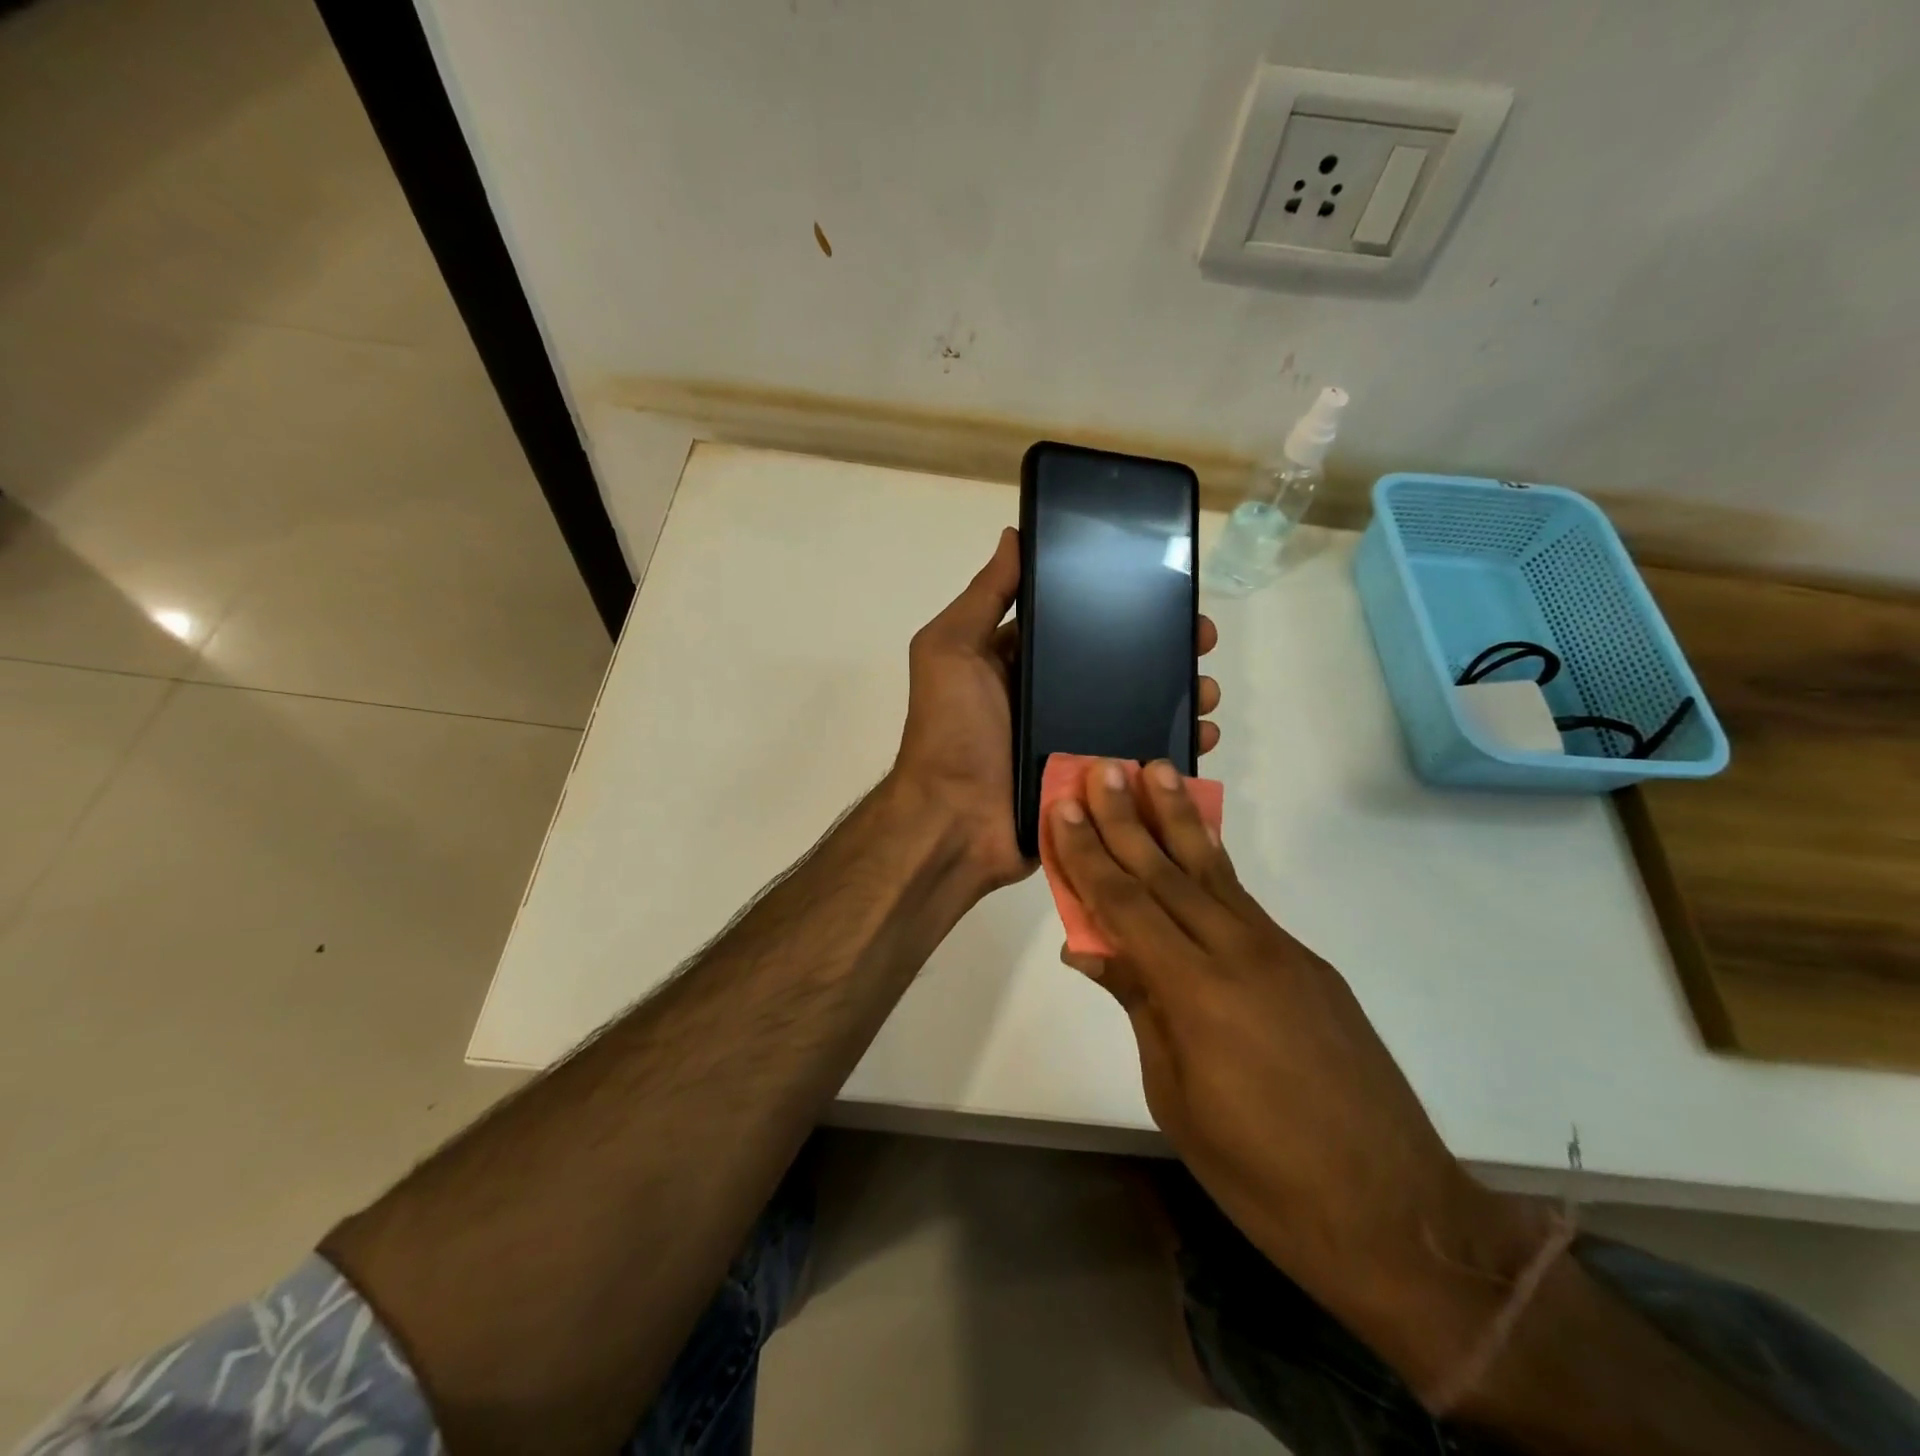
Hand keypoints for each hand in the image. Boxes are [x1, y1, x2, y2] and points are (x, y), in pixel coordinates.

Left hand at [891, 529, 1220, 894]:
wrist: (956, 823)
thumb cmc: (952, 731)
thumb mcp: (952, 650)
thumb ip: (984, 597)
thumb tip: (1014, 536)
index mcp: (1020, 663)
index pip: (1078, 624)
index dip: (1119, 606)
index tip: (1164, 592)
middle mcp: (1050, 698)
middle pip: (1118, 666)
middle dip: (1163, 651)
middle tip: (1201, 640)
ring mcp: (1075, 741)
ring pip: (1138, 710)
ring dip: (1178, 696)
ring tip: (1207, 691)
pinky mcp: (1093, 781)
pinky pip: (1140, 758)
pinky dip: (1173, 747)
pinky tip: (1202, 737)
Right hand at [1046, 760, 1546, 1390]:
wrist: (1393, 1213)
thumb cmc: (1261, 1174)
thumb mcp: (1175, 1094)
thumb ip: (1138, 1006)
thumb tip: (1090, 949)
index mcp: (1196, 991)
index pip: (1127, 905)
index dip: (1089, 854)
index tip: (1065, 808)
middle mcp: (1240, 953)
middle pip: (1168, 872)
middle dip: (1129, 818)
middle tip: (1104, 768)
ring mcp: (1282, 954)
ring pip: (1215, 873)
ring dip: (1179, 820)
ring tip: (1157, 771)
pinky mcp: (1310, 965)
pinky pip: (1246, 903)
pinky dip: (1214, 865)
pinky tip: (1198, 849)